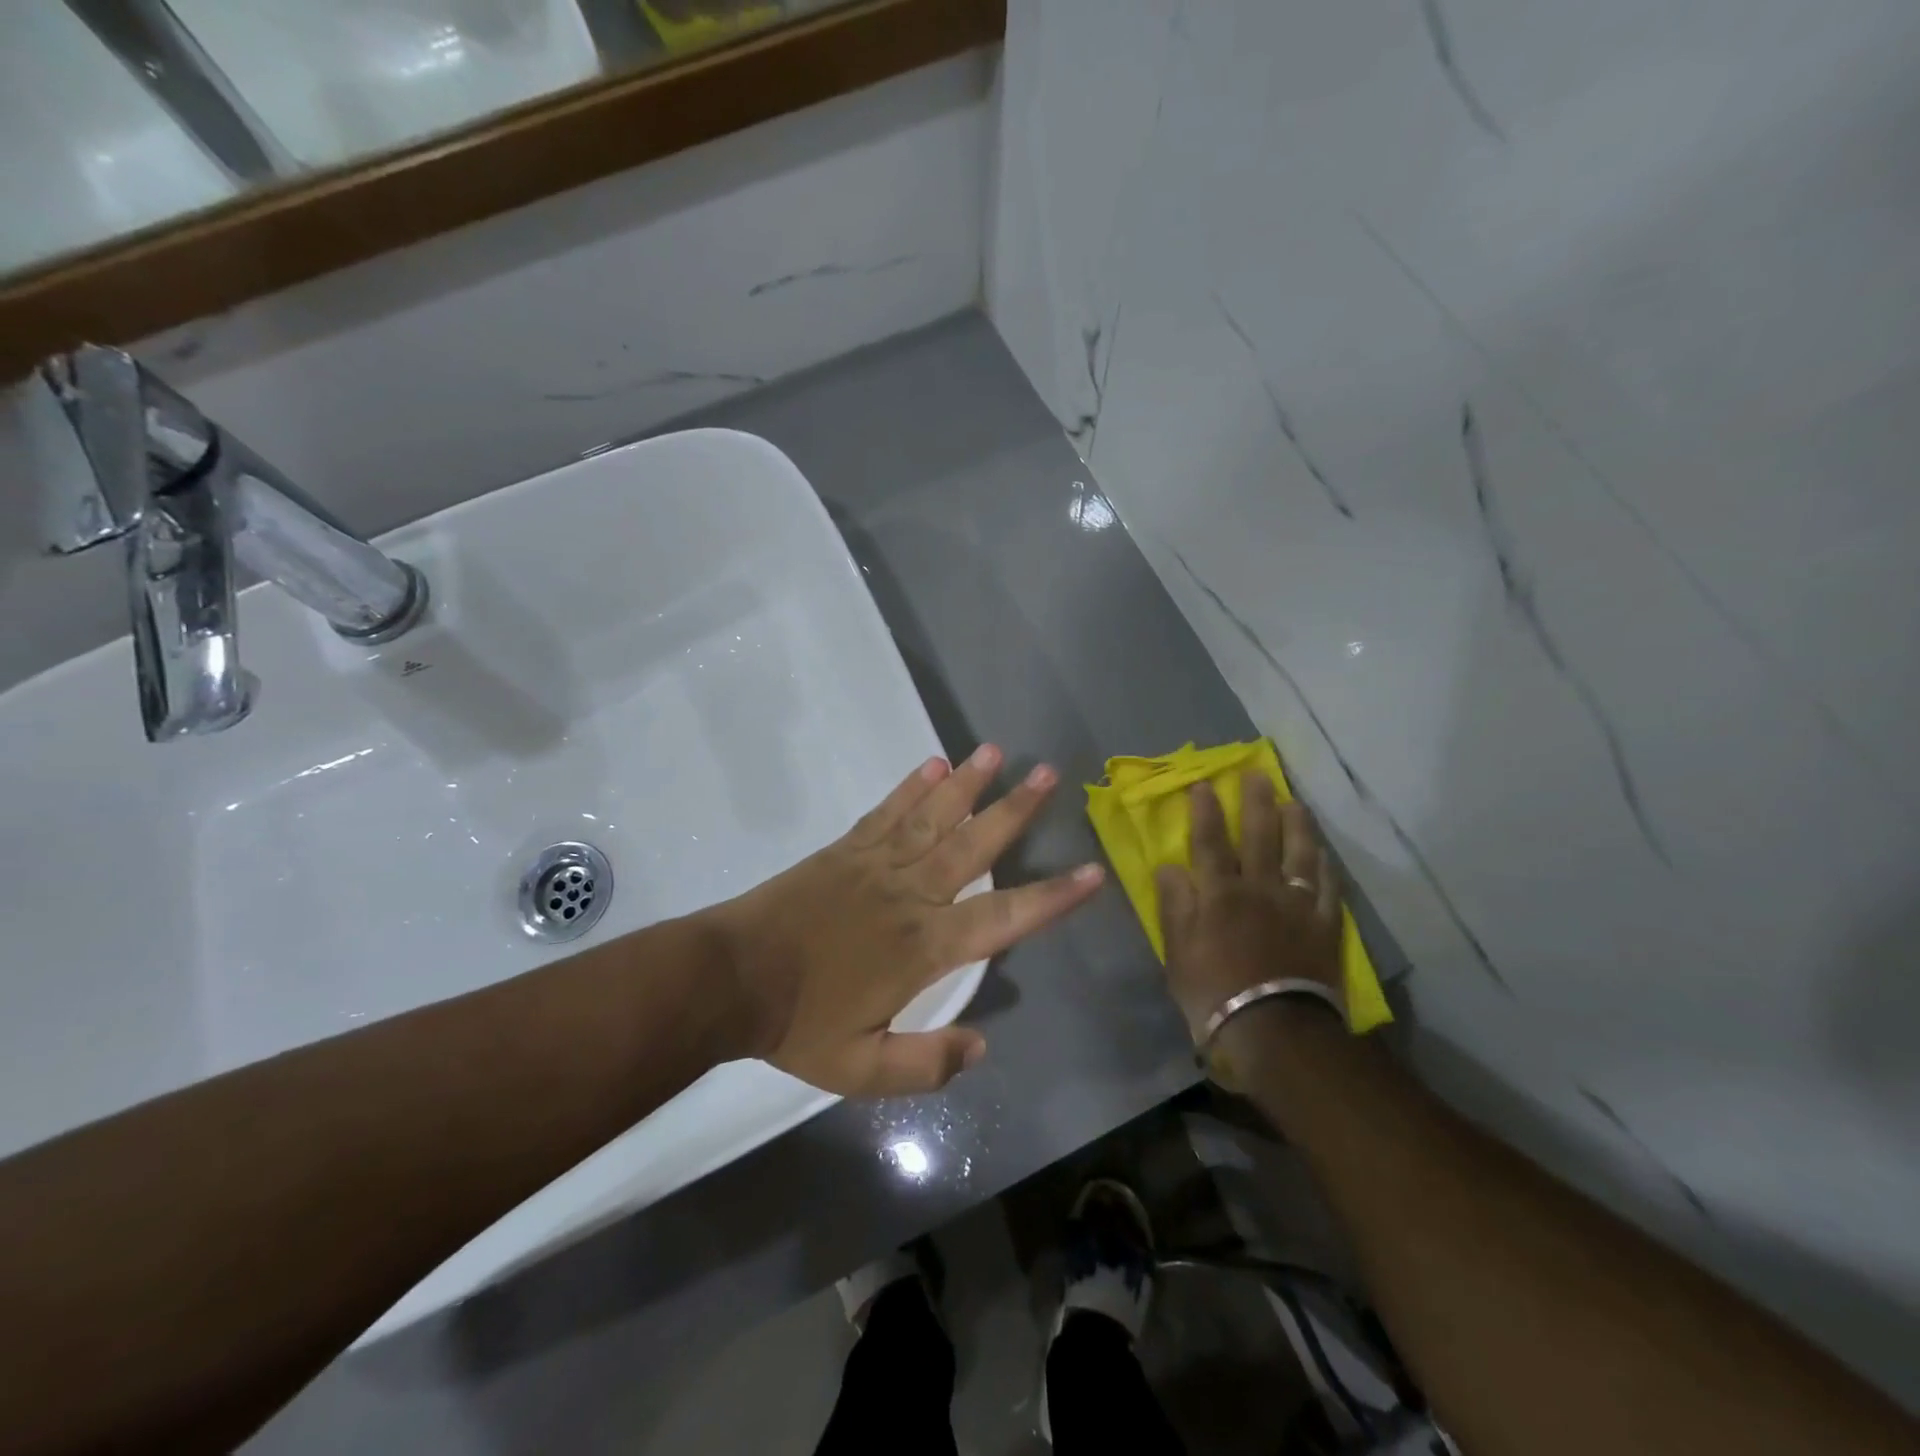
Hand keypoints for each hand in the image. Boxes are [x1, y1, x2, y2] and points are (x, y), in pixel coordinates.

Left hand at [710, 745, 1104, 1096]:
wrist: (729, 979)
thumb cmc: (798, 1024)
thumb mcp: (860, 1068)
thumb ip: (924, 1064)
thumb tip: (981, 1047)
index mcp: (923, 948)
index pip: (1002, 918)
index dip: (1051, 897)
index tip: (1092, 871)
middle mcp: (910, 895)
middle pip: (973, 847)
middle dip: (1015, 811)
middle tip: (1049, 774)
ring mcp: (876, 865)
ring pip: (933, 817)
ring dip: (968, 784)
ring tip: (997, 752)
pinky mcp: (846, 850)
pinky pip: (886, 812)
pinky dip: (910, 788)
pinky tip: (934, 764)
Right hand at [1153, 773, 1342, 1039]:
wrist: (1275, 1031)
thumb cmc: (1213, 994)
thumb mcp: (1176, 953)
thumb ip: (1174, 905)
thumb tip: (1169, 865)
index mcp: (1219, 894)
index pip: (1210, 842)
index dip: (1206, 811)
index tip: (1204, 783)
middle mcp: (1259, 889)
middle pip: (1259, 837)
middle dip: (1256, 802)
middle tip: (1257, 773)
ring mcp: (1296, 907)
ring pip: (1299, 855)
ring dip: (1297, 825)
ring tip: (1294, 801)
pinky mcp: (1324, 928)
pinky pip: (1327, 889)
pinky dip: (1325, 868)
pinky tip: (1323, 854)